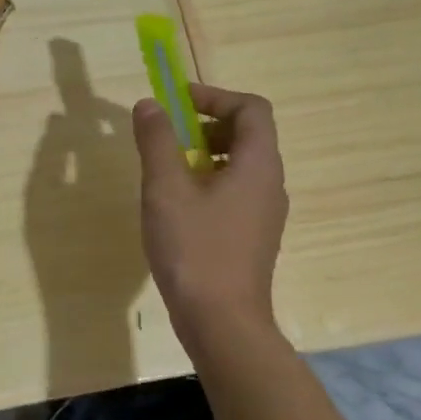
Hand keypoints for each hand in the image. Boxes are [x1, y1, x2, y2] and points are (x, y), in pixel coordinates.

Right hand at [132, 83, 288, 346]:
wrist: (222, 323)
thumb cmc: (195, 249)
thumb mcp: (165, 189)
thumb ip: (157, 141)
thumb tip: (150, 105)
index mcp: (258, 165)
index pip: (252, 109)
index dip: (215, 96)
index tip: (177, 103)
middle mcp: (270, 184)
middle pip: (248, 134)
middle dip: (206, 124)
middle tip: (168, 135)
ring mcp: (264, 213)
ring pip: (239, 165)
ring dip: (204, 154)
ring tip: (166, 170)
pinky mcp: (252, 236)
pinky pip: (235, 192)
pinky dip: (208, 182)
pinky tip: (177, 206)